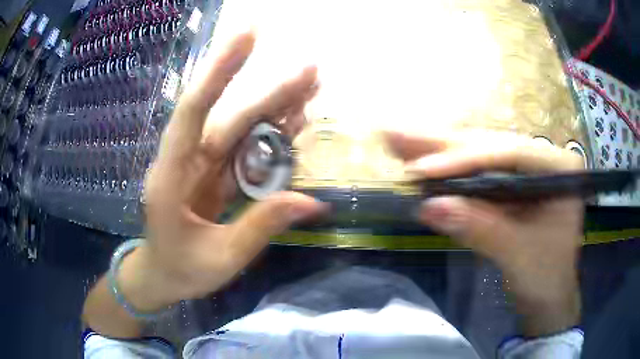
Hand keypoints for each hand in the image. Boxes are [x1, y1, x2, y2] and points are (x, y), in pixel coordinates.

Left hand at [129, 30, 324, 308]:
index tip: (248, 37)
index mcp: (172, 175)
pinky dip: (270, 137)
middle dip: (269, 91)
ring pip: (240, 128)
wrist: (162, 276)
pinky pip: (244, 149)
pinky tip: (295, 125)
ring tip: (312, 91)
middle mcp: (185, 159)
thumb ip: (260, 226)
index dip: (220, 71)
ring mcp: (201, 165)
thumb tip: (312, 202)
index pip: (194, 110)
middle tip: (311, 71)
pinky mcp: (213, 174)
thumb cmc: (181, 269)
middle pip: (228, 116)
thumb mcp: (221, 257)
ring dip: (275, 109)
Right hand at [385, 131, 583, 335]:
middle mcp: (542, 159)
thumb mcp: (518, 255)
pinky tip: (418, 158)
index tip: (422, 170)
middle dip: (442, 146)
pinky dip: (445, 169)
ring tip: (398, 141)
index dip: (466, 159)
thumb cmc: (545, 277)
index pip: (511, 154)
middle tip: (397, 134)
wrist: (547, 296)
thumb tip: (428, 207)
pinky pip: (475, 173)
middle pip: (489, 147)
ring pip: (478, 155)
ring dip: (437, 151)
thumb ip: (480, 228)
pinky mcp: (510, 184)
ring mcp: (525, 170)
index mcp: (559, 168)